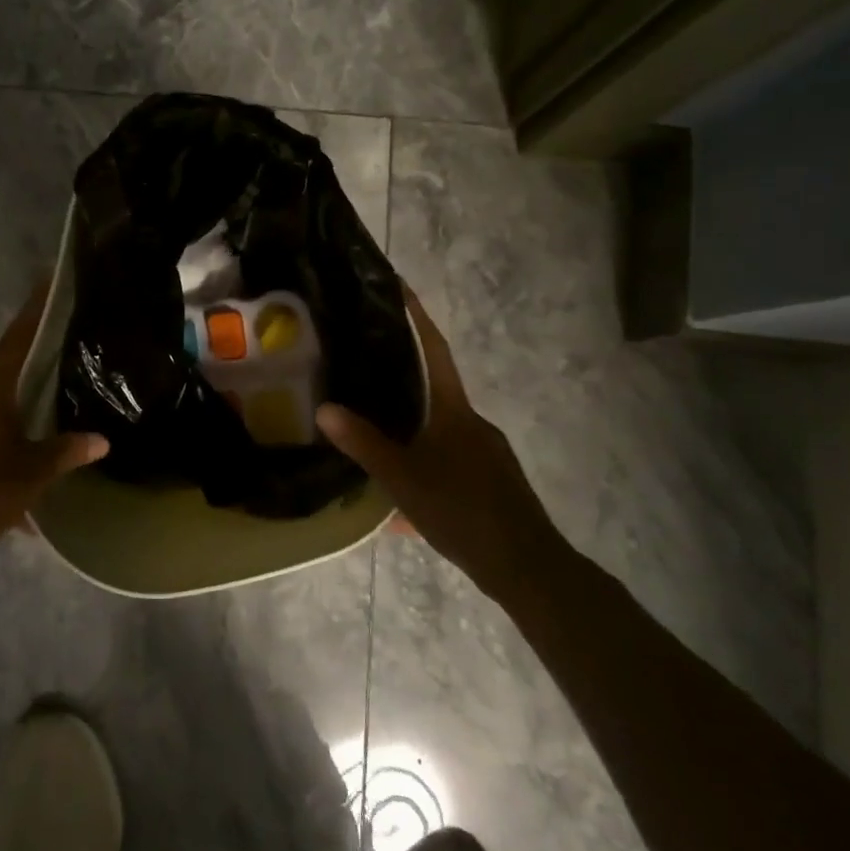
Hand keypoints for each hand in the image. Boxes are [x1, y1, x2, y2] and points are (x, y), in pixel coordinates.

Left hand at [0, 286, 107, 565]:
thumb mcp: (30, 476)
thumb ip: (65, 452)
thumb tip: (101, 440)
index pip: (17, 339)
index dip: (35, 310)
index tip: (46, 280)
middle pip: (0, 377)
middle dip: (26, 383)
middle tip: (56, 385)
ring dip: (5, 424)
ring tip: (33, 446)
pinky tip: (3, 480)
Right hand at [316, 289, 566, 606]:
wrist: (525, 565)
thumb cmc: (461, 510)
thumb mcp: (403, 478)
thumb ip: (363, 444)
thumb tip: (324, 410)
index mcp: (454, 410)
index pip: (434, 349)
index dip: (418, 316)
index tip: (401, 285)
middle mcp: (473, 421)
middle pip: (436, 385)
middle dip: (404, 374)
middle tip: (365, 367)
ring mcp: (486, 450)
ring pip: (442, 425)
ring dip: (412, 423)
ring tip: (376, 430)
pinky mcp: (491, 478)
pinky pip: (451, 454)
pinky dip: (426, 456)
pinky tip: (405, 484)